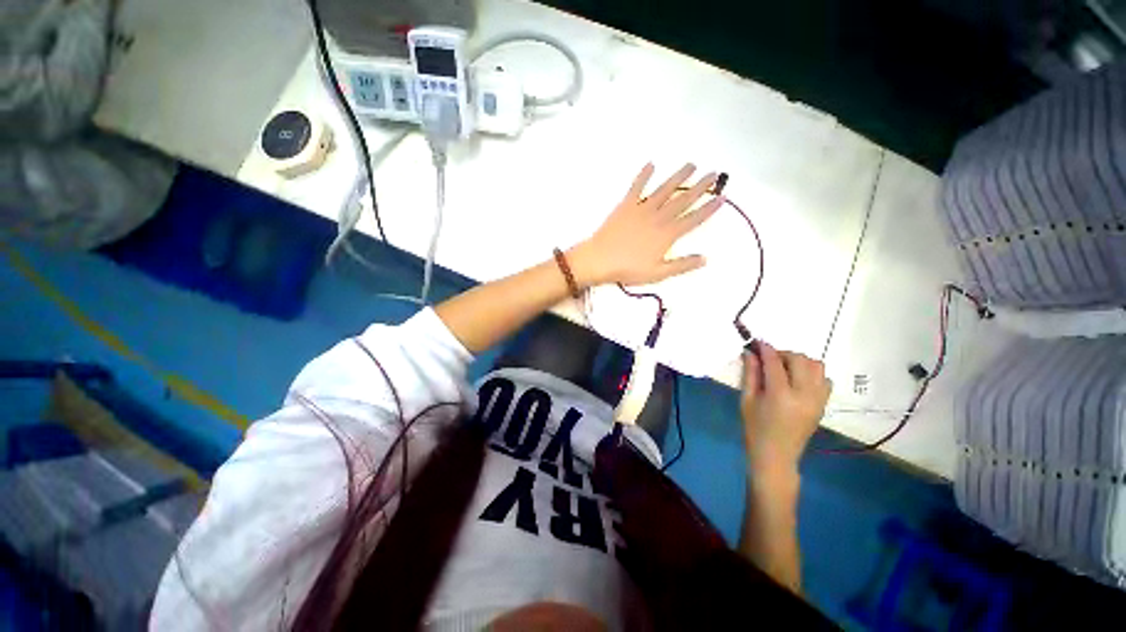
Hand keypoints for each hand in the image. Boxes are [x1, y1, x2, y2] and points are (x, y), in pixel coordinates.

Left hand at [569, 163, 722, 286]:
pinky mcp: (626, 205)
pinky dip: (643, 175)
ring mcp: (642, 209)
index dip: (709, 208)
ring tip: (691, 165)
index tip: (721, 198)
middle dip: (700, 187)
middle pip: (683, 200)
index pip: (693, 219)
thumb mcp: (658, 273)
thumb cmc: (628, 269)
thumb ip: (682, 265)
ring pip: (664, 189)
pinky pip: (636, 187)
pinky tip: (651, 164)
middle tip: (713, 174)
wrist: (600, 259)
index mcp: (667, 234)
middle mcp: (658, 217)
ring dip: (678, 177)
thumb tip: (705, 259)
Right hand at [741, 342, 830, 479]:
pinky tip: (798, 380)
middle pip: (800, 360)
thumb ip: (750, 374)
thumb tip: (750, 352)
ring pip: (817, 366)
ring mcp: (818, 400)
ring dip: (800, 361)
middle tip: (768, 358)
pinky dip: (812, 374)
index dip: (765, 349)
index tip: (757, 342)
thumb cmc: (755, 428)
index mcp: (780, 395)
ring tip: (784, 368)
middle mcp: (804, 395)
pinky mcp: (823, 405)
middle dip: (783, 353)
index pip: (775, 362)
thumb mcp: (746, 400)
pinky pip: (825, 380)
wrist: (776, 456)